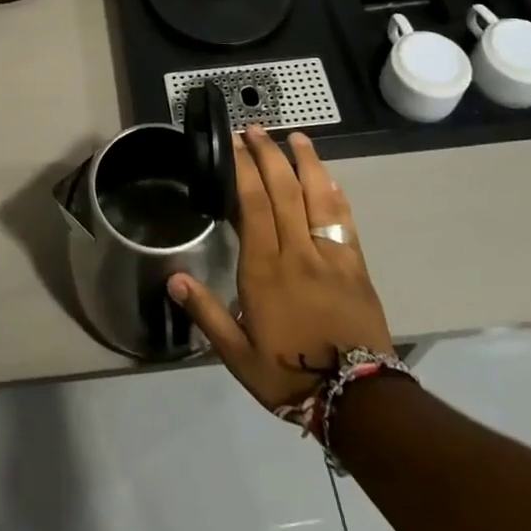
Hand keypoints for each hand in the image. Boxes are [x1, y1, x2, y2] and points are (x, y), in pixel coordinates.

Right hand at [168, 126, 394, 410]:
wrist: (357, 401)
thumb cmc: (289, 375)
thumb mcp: (237, 354)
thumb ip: (206, 313)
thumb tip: (173, 278)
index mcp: (265, 269)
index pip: (253, 204)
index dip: (243, 169)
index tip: (234, 144)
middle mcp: (297, 252)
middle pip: (283, 190)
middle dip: (268, 154)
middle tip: (256, 129)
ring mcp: (330, 256)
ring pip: (317, 197)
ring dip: (306, 162)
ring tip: (296, 136)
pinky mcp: (356, 267)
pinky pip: (344, 221)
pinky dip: (336, 194)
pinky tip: (330, 178)